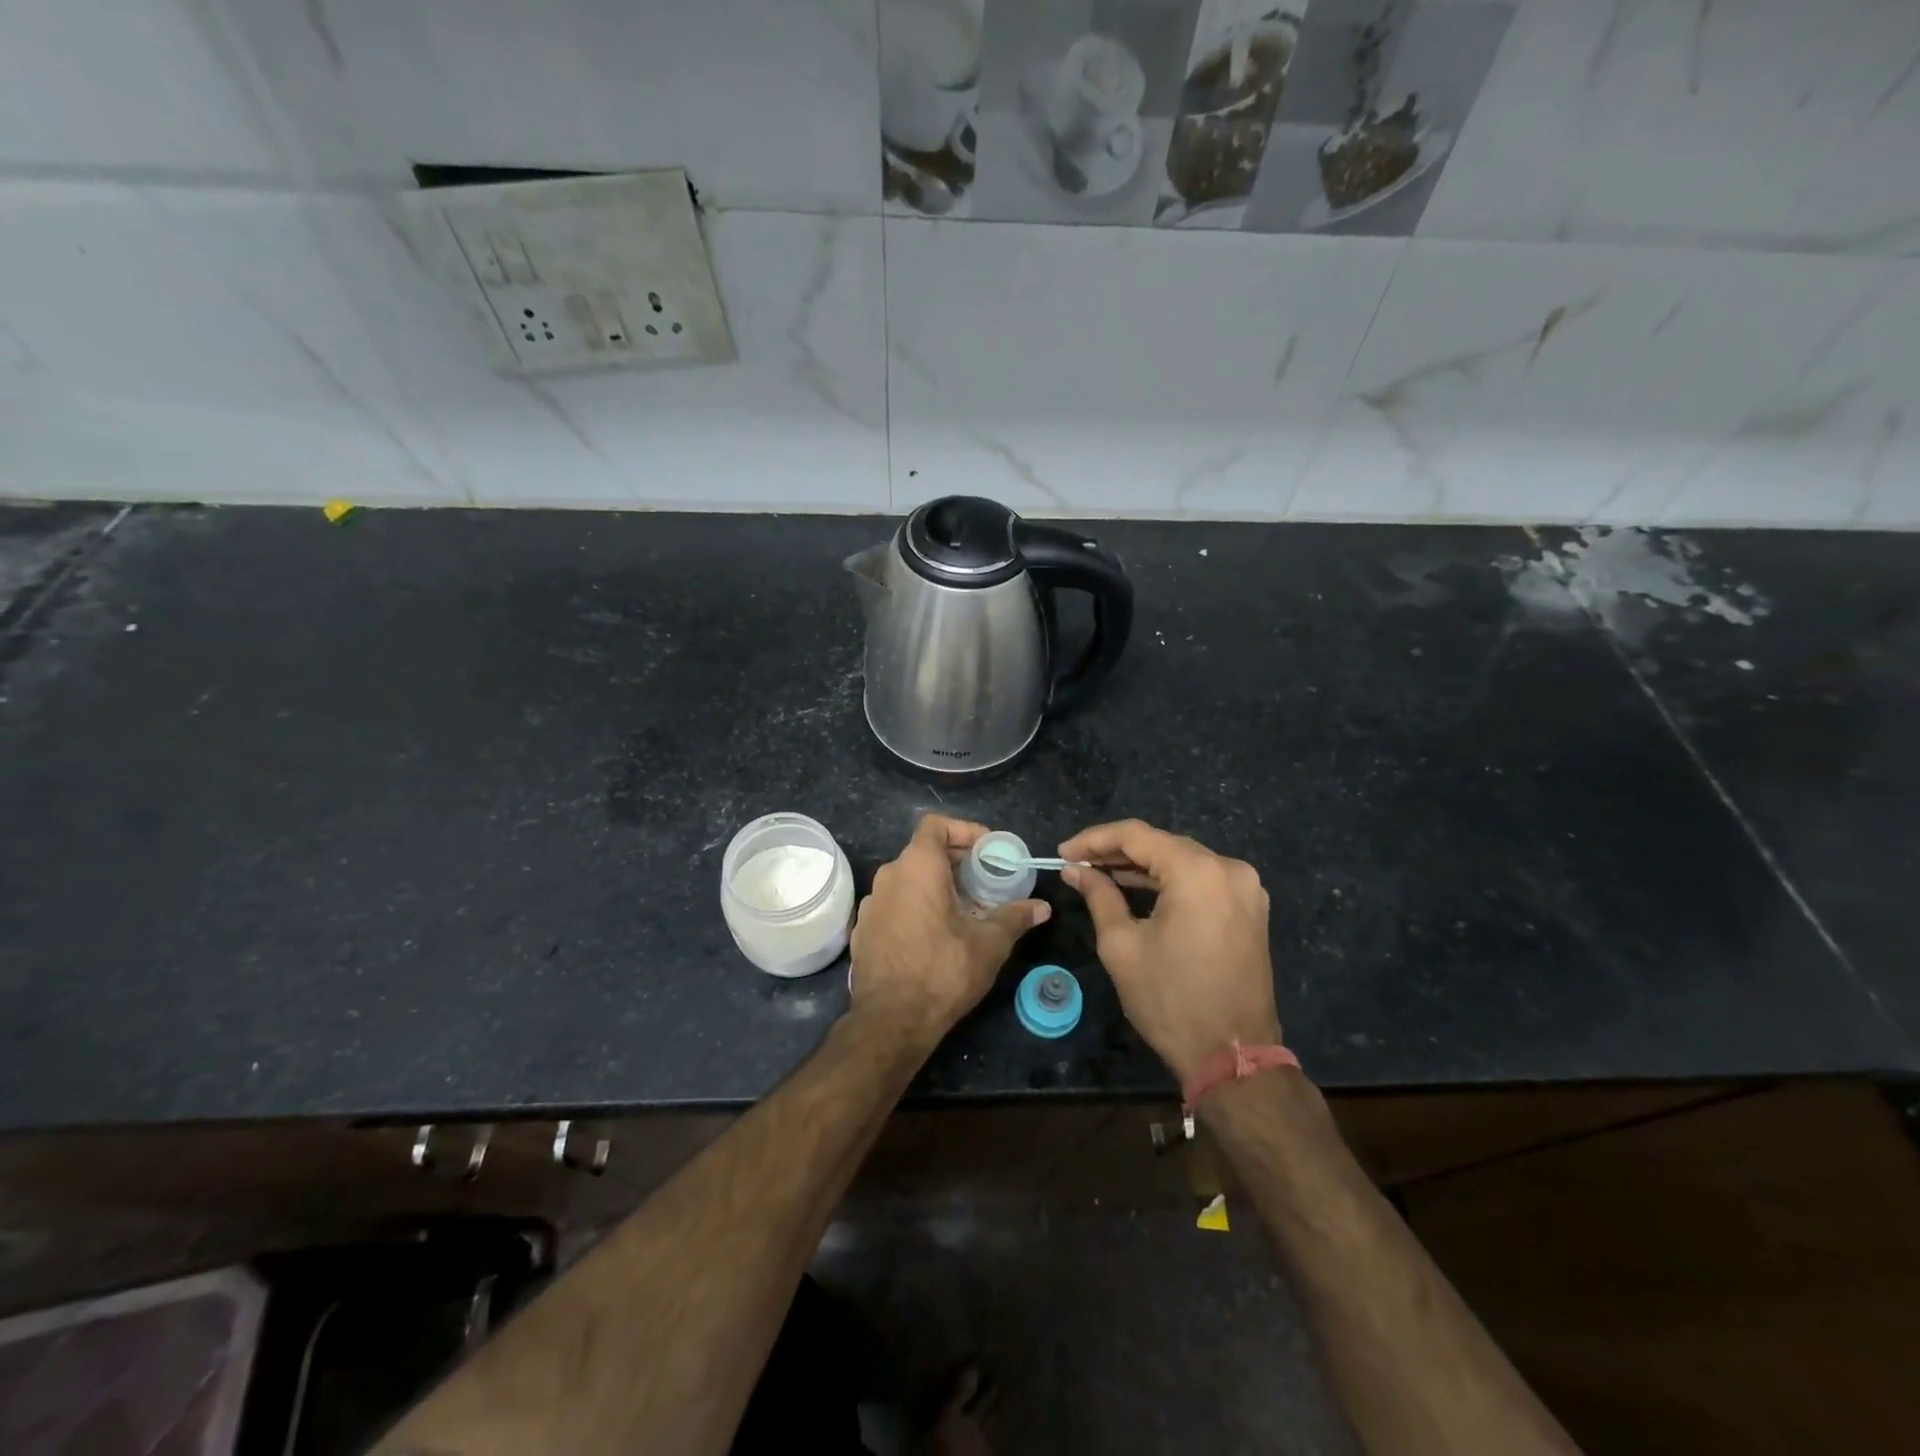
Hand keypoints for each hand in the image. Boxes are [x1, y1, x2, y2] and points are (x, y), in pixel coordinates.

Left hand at [849, 814, 1049, 1044]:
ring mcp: (872, 904)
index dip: (963, 830)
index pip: (935, 825)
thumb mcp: (988, 944)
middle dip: (956, 862)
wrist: (890, 1021)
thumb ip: (1015, 918)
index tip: (986, 849)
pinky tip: (936, 935)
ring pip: (908, 880)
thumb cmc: (942, 971)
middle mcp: (888, 876)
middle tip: (984, 881)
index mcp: (917, 867)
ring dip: (936, 886)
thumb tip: (1042, 907)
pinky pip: (894, 904)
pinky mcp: (863, 930)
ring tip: (964, 909)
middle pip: (923, 852)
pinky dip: (916, 907)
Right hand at [1059, 819, 1279, 1086]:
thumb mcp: (1122, 946)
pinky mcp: (1249, 909)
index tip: (1063, 852)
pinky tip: (1137, 888)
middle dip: (1117, 851)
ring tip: (1099, 874)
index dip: (1094, 840)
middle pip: (1162, 844)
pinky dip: (1168, 881)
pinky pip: (1201, 880)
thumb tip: (1076, 870)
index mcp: (1198, 872)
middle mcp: (1229, 869)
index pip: (1137, 836)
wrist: (1232, 1055)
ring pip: (1182, 861)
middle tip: (1078, 863)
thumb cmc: (1170, 1000)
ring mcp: (1245, 888)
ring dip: (1142, 866)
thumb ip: (1099, 896)